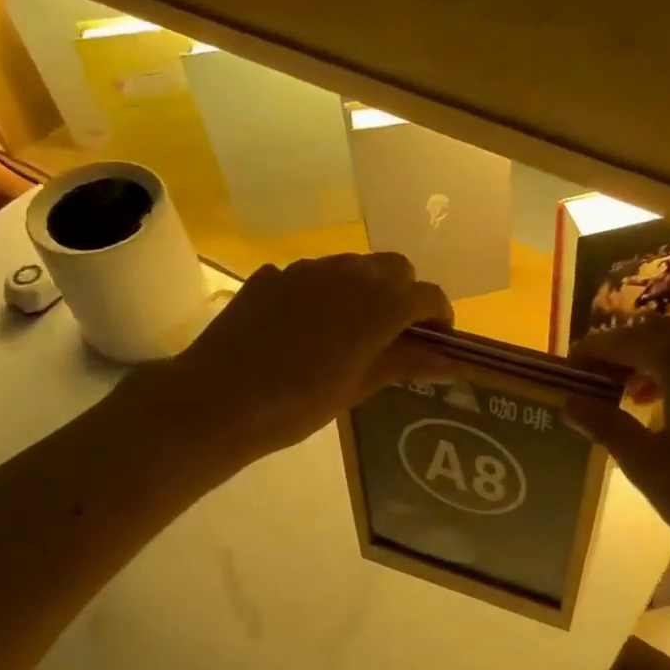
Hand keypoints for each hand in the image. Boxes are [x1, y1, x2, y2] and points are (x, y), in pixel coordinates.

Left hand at [162, 253, 453, 464]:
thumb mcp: (358, 387)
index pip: (427, 294)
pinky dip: (324, 293)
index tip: (437, 339)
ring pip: (352, 266)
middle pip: (394, 268)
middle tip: (396, 332)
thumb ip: (406, 364)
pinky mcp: (273, 275)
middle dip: (404, 294)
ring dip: (365, 289)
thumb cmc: (299, 403)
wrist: (219, 399)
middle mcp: (348, 273)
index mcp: (379, 304)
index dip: (439, 315)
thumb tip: (450, 361)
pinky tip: (305, 328)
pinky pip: (312, 275)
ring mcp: (306, 269)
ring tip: (351, 329)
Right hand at [565, 316, 669, 583]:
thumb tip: (570, 403)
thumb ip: (607, 425)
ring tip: (624, 395)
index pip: (627, 340)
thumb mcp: (647, 465)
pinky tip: (666, 407)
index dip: (593, 351)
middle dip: (622, 351)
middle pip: (658, 333)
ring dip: (651, 360)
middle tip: (593, 380)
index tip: (567, 369)